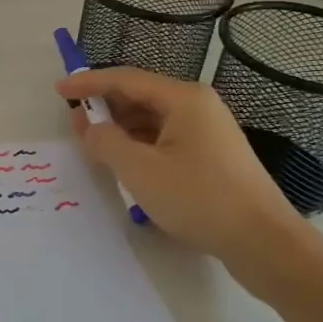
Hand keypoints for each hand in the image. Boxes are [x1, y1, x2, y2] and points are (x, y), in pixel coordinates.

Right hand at [55, 68, 303, 262]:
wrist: (263, 242)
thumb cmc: (198, 198)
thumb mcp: (139, 169)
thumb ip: (105, 141)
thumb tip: (91, 127)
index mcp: (183, 99)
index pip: (126, 79)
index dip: (89, 83)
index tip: (59, 90)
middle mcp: (199, 106)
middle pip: (141, 96)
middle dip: (105, 107)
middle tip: (75, 122)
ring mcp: (209, 132)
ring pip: (153, 120)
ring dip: (121, 128)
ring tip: (94, 145)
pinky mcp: (213, 156)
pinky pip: (166, 139)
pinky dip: (140, 144)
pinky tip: (125, 163)